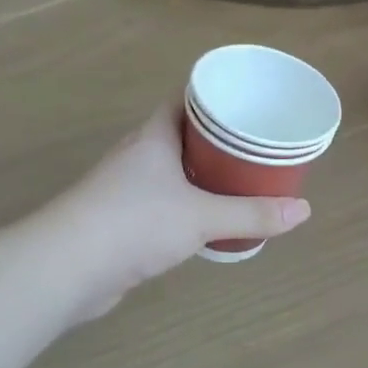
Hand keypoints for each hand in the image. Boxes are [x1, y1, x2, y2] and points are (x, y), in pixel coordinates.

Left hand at [58, 104, 310, 316]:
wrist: (64, 269)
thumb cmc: (134, 223)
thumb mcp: (201, 217)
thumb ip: (252, 214)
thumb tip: (303, 211)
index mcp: (154, 137)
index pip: (184, 101)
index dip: (215, 99)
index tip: (247, 103)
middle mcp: (138, 156)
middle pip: (182, 136)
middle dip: (217, 140)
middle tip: (255, 146)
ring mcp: (124, 190)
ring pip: (172, 172)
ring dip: (201, 175)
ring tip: (239, 181)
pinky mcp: (119, 222)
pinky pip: (162, 203)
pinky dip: (186, 205)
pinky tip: (206, 221)